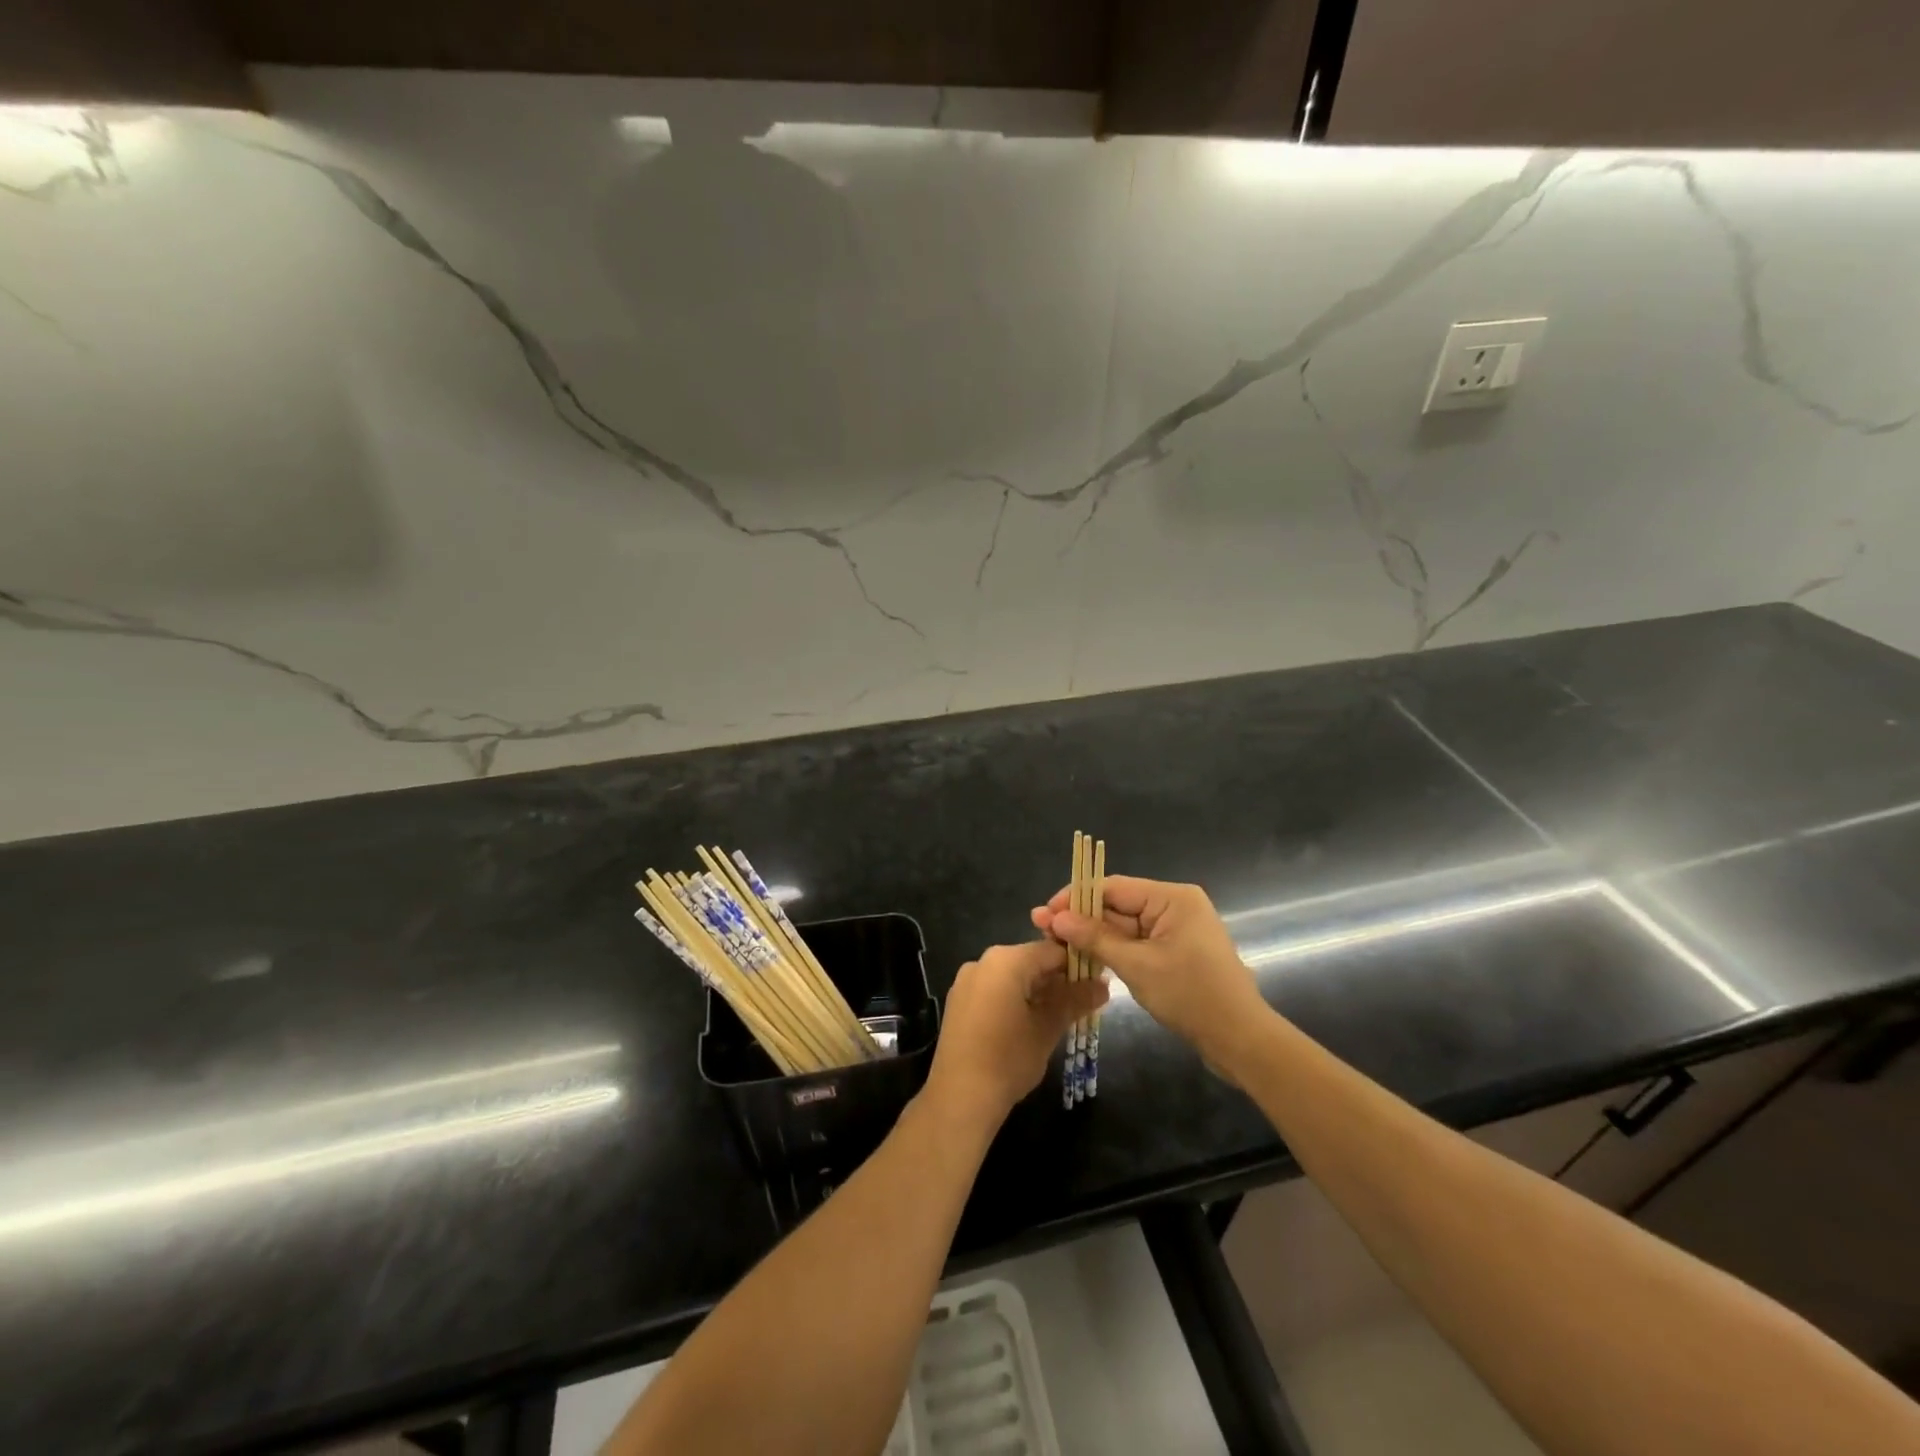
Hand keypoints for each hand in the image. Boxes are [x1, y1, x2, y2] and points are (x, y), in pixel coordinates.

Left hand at [927, 940, 1108, 1123]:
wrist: (959, 1097)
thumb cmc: (1008, 1058)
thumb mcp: (1048, 1028)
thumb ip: (1075, 1001)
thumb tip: (1103, 985)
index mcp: (1005, 960)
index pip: (1051, 950)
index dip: (1077, 964)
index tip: (1096, 983)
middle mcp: (982, 962)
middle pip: (1030, 961)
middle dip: (1057, 980)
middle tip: (1082, 1003)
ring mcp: (967, 981)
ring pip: (1012, 976)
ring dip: (1037, 991)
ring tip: (1060, 1016)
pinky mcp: (959, 1002)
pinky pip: (994, 989)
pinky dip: (1015, 999)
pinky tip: (1029, 1024)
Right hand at [1032, 876, 1270, 1068]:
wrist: (1240, 1040)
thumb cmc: (1190, 995)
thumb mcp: (1136, 965)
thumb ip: (1094, 938)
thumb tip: (1055, 917)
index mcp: (1172, 897)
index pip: (1112, 887)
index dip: (1075, 898)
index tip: (1043, 913)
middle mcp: (1175, 905)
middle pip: (1117, 904)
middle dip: (1080, 918)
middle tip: (1042, 930)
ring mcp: (1176, 929)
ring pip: (1124, 926)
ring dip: (1093, 935)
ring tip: (1055, 943)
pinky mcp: (1176, 951)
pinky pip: (1137, 942)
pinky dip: (1113, 949)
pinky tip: (1085, 956)